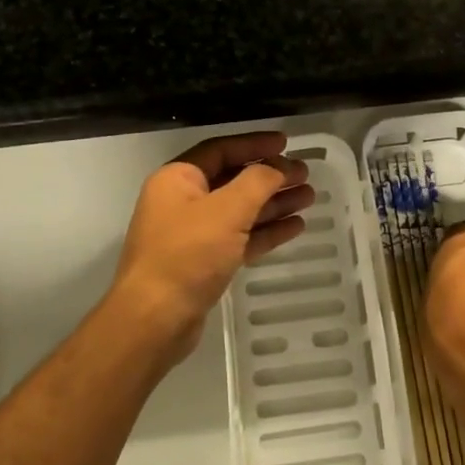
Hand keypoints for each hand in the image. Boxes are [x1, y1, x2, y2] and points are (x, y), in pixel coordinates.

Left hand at [108, 131, 313, 367]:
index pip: (221, 150)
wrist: (155, 320)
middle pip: (233, 180)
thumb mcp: (226, 210)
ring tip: (309, 197)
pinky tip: (295, 227)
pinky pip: (240, 238)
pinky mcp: (204, 264)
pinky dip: (265, 231)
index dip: (254, 145)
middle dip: (270, 176)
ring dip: (273, 203)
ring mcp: (193, 235)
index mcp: (178, 179)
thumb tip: (278, 167)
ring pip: (240, 211)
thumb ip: (257, 182)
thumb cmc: (187, 255)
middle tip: (305, 174)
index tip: (286, 144)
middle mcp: (183, 202)